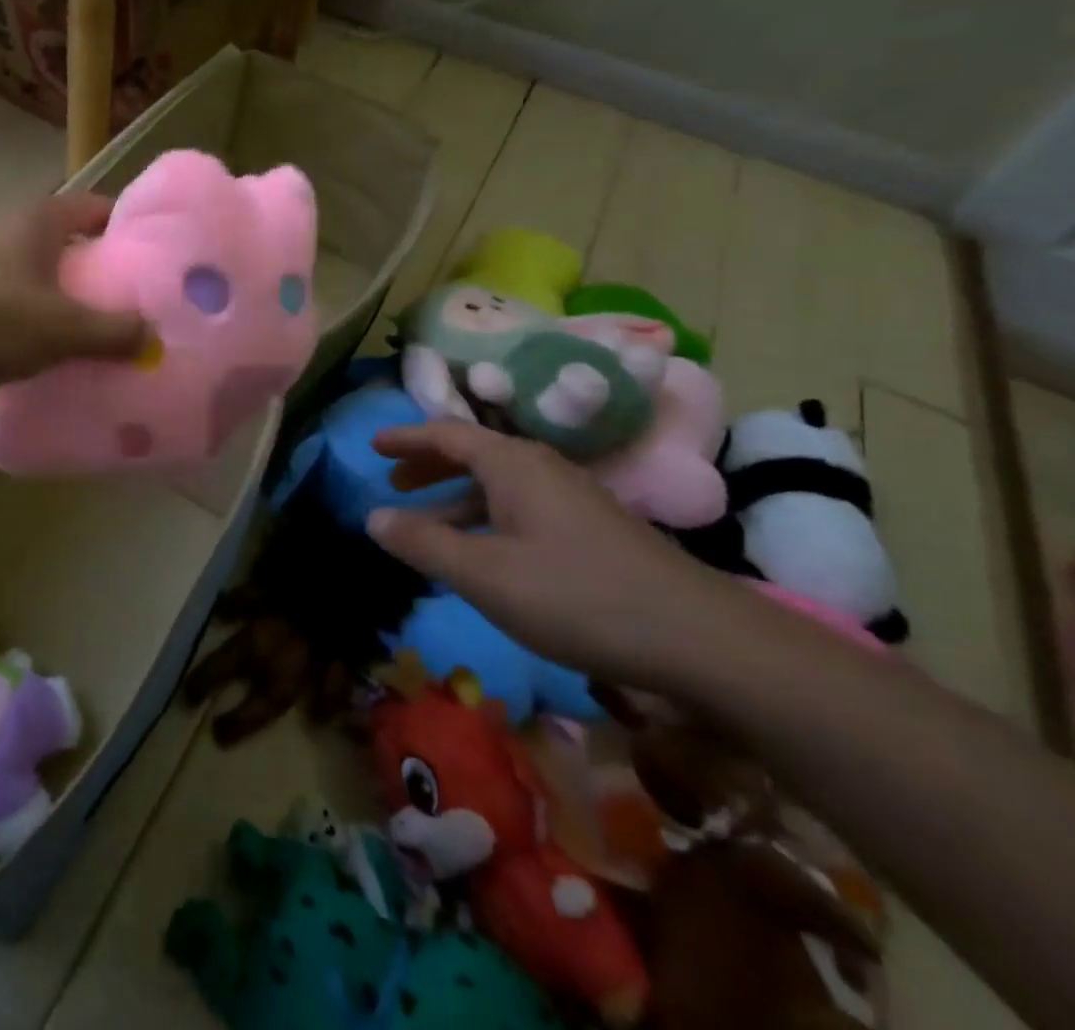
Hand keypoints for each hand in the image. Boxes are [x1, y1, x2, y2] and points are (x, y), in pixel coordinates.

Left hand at [0, 193, 146, 382]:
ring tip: (96, 334)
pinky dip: (37, 316)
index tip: (157, 263)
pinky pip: (17, 297)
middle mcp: (13, 228)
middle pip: (73, 243)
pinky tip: (47, 349)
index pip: (99, 209)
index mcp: (41, 220)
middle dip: (103, 273)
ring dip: (68, 298)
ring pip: (43, 273)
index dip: (130, 230)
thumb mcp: (60, 328)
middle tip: (135, 307)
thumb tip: (153, 339)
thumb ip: (112, 333)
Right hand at [366, 421, 747, 692]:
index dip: (406, 439)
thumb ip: (424, 543)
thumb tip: (372, 516)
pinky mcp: (592, 529)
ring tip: (427, 523)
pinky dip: (487, 518)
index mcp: (513, 464)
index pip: (446, 434)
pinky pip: (521, 507)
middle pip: (473, 453)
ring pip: (499, 484)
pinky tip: (484, 553)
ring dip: (457, 497)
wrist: (702, 639)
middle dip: (429, 466)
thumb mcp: (485, 575)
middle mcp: (542, 468)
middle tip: (393, 483)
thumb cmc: (578, 596)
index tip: (372, 447)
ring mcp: (572, 498)